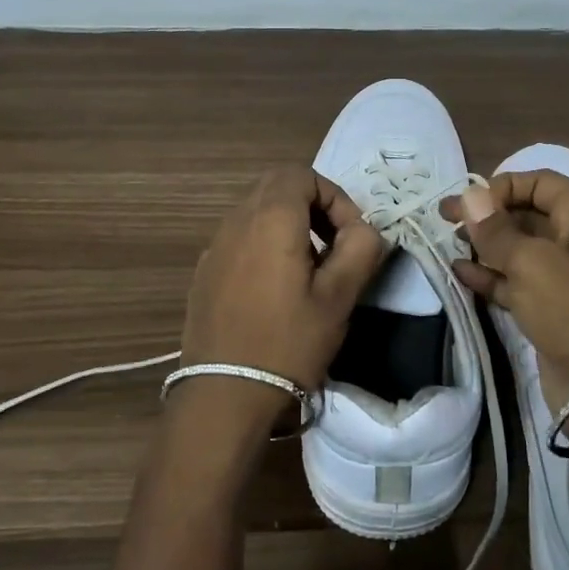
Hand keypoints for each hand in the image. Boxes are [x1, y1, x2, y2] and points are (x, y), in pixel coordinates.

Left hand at [181, 167, 385, 398]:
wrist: (224, 395)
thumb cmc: (288, 342)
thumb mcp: (339, 297)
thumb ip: (360, 249)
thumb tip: (364, 229)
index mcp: (270, 219)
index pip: (301, 175)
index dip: (334, 196)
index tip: (350, 236)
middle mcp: (236, 222)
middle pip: (276, 187)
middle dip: (312, 206)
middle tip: (334, 246)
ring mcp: (214, 247)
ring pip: (256, 212)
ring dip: (288, 226)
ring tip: (309, 271)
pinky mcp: (204, 273)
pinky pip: (239, 239)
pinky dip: (264, 246)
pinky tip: (275, 291)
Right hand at [442, 172, 568, 420]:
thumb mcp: (533, 263)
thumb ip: (496, 230)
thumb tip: (469, 196)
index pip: (539, 182)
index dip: (500, 186)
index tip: (465, 203)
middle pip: (526, 214)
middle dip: (487, 215)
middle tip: (443, 220)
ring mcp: (564, 279)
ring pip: (518, 251)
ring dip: (484, 246)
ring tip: (445, 244)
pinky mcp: (550, 312)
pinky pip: (515, 284)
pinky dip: (489, 277)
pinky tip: (459, 273)